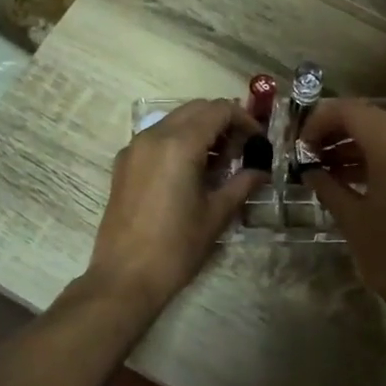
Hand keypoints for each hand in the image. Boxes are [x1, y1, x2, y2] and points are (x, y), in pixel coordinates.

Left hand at [87, 99, 264, 313]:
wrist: (125, 277)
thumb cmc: (177, 247)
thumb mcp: (217, 214)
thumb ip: (242, 183)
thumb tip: (261, 169)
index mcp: (179, 144)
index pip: (219, 110)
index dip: (244, 119)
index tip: (258, 141)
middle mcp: (153, 135)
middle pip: (196, 109)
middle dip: (223, 121)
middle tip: (242, 149)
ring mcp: (134, 148)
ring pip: (174, 120)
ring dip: (200, 130)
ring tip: (219, 162)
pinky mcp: (123, 163)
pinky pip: (157, 137)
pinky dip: (178, 141)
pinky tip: (191, 171)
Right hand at [302, 100, 385, 319]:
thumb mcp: (350, 218)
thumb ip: (327, 185)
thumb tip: (309, 169)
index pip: (352, 112)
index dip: (321, 120)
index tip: (300, 144)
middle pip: (370, 117)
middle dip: (336, 129)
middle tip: (309, 152)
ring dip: (354, 143)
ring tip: (324, 165)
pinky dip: (375, 156)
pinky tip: (350, 176)